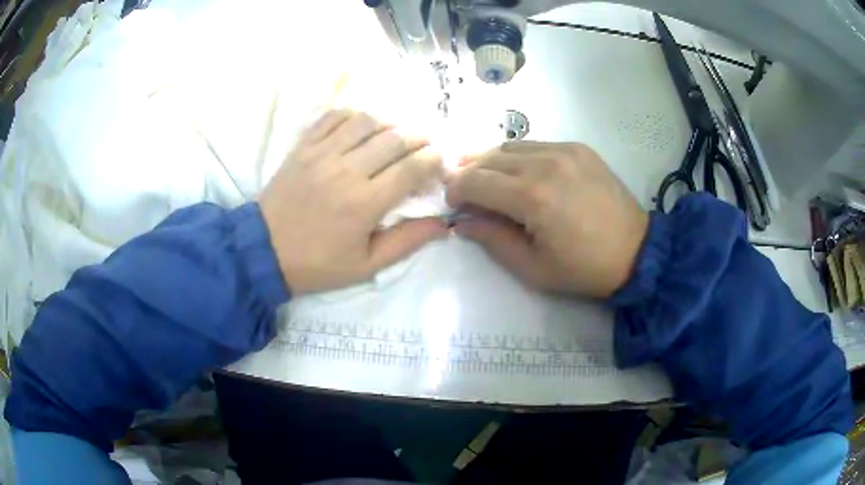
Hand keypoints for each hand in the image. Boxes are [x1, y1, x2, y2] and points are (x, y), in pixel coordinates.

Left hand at [259, 110, 446, 293]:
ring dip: (389, 123)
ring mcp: (321, 154)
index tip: (440, 162)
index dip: (433, 160)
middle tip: (425, 145)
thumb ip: (407, 241)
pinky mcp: (303, 146)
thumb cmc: (317, 263)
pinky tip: (361, 126)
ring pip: (366, 121)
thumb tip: (443, 224)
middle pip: (394, 138)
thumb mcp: (366, 265)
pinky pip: (333, 117)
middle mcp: (346, 170)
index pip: (412, 167)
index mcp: (365, 203)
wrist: (263, 251)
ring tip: (395, 134)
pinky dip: (353, 115)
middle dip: (419, 138)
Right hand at [446, 142, 648, 297]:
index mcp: (532, 197)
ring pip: (510, 146)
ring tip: (488, 180)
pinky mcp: (579, 148)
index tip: (453, 204)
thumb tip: (462, 221)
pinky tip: (520, 173)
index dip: (456, 190)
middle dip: (469, 173)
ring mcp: (564, 150)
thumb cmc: (583, 269)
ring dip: (491, 161)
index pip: (475, 181)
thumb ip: (492, 239)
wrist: (637, 252)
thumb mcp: (532, 267)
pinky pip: (536, 144)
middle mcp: (545, 163)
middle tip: (464, 191)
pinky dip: (518, 156)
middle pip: (489, 158)